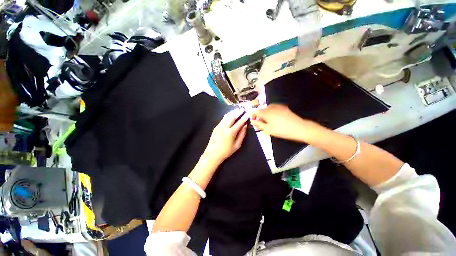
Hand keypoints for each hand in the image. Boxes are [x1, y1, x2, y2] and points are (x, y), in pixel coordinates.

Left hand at [203, 109, 248, 163]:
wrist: (212, 154)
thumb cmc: (226, 151)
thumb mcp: (237, 145)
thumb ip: (242, 135)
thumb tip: (245, 126)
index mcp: (231, 132)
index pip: (239, 122)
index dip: (244, 117)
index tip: (248, 113)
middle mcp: (224, 127)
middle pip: (232, 117)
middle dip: (238, 112)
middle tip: (242, 109)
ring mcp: (219, 126)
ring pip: (226, 116)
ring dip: (232, 112)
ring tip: (237, 109)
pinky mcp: (216, 127)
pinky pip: (223, 119)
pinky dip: (227, 115)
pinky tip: (230, 114)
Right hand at [251, 104, 315, 141]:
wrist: (299, 128)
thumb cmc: (282, 130)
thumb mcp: (268, 129)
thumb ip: (259, 124)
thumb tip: (253, 121)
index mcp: (266, 113)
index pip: (256, 112)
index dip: (254, 116)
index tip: (254, 121)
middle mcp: (271, 107)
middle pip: (262, 109)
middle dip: (260, 115)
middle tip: (262, 123)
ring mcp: (278, 106)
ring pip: (268, 108)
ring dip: (266, 114)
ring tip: (269, 121)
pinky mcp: (284, 107)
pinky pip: (274, 108)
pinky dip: (272, 112)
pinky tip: (275, 118)